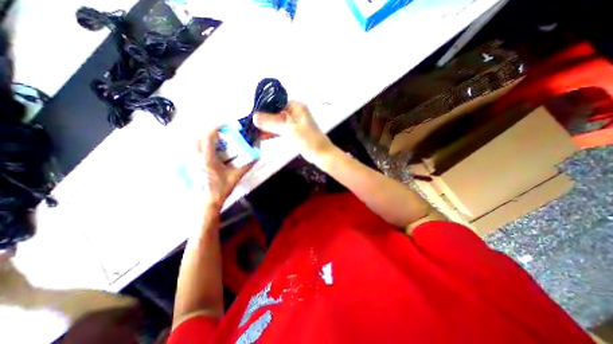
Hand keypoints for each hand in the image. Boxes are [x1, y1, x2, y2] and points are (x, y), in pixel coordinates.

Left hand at [196, 128, 253, 210]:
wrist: (207, 201)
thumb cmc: (221, 189)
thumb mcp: (236, 176)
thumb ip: (247, 165)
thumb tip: (257, 156)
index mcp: (207, 159)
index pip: (208, 137)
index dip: (216, 128)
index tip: (224, 125)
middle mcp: (196, 157)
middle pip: (198, 136)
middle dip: (209, 131)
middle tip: (220, 132)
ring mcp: (189, 161)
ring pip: (192, 142)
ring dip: (203, 137)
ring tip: (214, 139)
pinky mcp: (188, 165)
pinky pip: (191, 149)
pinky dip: (198, 145)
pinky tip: (207, 149)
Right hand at [253, 101, 333, 162]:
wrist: (321, 154)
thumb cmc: (307, 139)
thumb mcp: (289, 130)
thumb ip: (271, 123)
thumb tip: (254, 117)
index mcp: (296, 107)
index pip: (276, 103)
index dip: (264, 108)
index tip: (251, 114)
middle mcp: (294, 113)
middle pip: (275, 113)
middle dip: (263, 119)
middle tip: (249, 124)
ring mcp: (294, 123)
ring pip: (277, 122)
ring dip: (267, 127)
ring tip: (253, 131)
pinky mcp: (293, 133)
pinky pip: (280, 130)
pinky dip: (272, 133)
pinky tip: (262, 137)